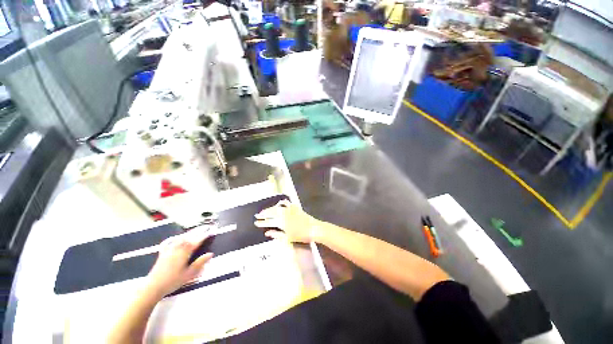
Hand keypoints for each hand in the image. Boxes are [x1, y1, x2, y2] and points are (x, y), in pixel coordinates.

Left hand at [144, 227, 213, 297]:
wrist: (153, 287)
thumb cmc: (173, 281)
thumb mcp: (189, 274)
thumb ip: (200, 263)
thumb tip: (210, 254)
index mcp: (185, 252)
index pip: (198, 240)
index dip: (205, 235)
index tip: (212, 230)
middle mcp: (177, 247)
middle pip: (190, 236)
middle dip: (199, 231)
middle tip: (207, 226)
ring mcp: (169, 249)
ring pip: (181, 237)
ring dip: (190, 233)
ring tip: (196, 230)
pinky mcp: (163, 252)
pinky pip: (171, 241)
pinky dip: (177, 238)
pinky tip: (177, 237)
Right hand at [254, 200, 318, 242]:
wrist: (313, 228)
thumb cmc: (300, 235)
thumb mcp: (287, 238)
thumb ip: (276, 234)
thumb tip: (266, 233)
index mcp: (281, 222)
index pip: (269, 222)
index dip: (262, 222)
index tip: (256, 222)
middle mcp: (284, 214)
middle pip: (271, 212)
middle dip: (264, 214)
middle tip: (257, 215)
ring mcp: (290, 209)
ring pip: (277, 207)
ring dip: (270, 208)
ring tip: (265, 210)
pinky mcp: (295, 207)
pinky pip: (286, 203)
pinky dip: (281, 203)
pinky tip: (278, 203)